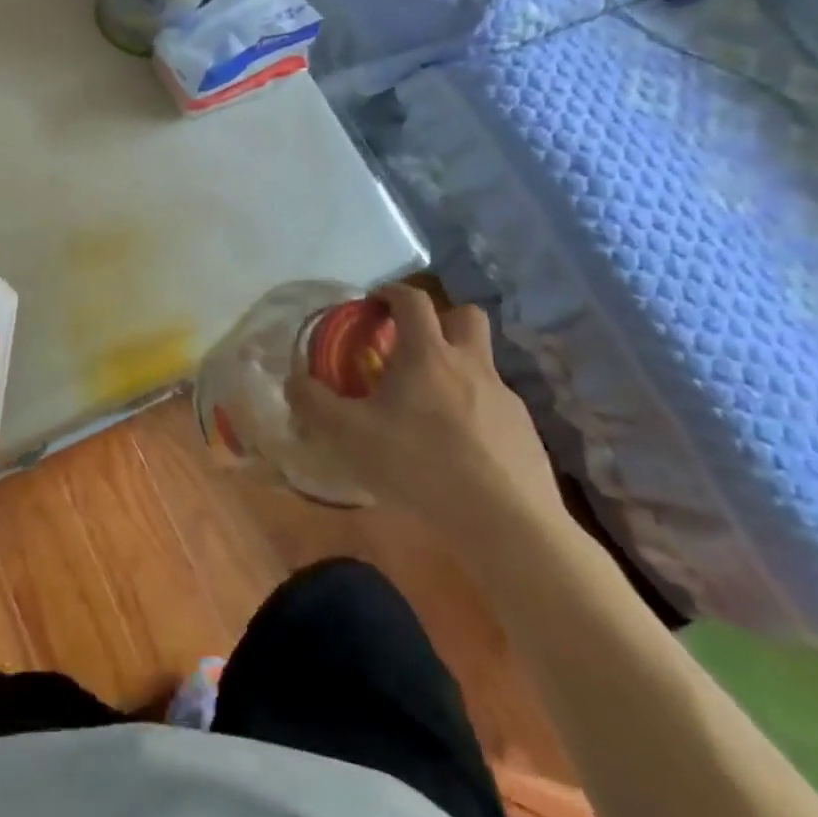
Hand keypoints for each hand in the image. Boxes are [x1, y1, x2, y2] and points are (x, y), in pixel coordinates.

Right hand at [289, 284, 565, 551]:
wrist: (507, 524)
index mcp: (427, 354)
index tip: (373, 303)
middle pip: (465, 315)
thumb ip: (314, 404)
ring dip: (457, 369)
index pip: (412, 299)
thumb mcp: (349, 436)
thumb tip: (292, 381)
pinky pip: (495, 406)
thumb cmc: (420, 466)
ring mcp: (504, 398)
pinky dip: (475, 412)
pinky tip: (459, 449)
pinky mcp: (525, 432)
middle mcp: (470, 364)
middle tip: (412, 345)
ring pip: (482, 363)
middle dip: (440, 318)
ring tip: (430, 407)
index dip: (391, 292)